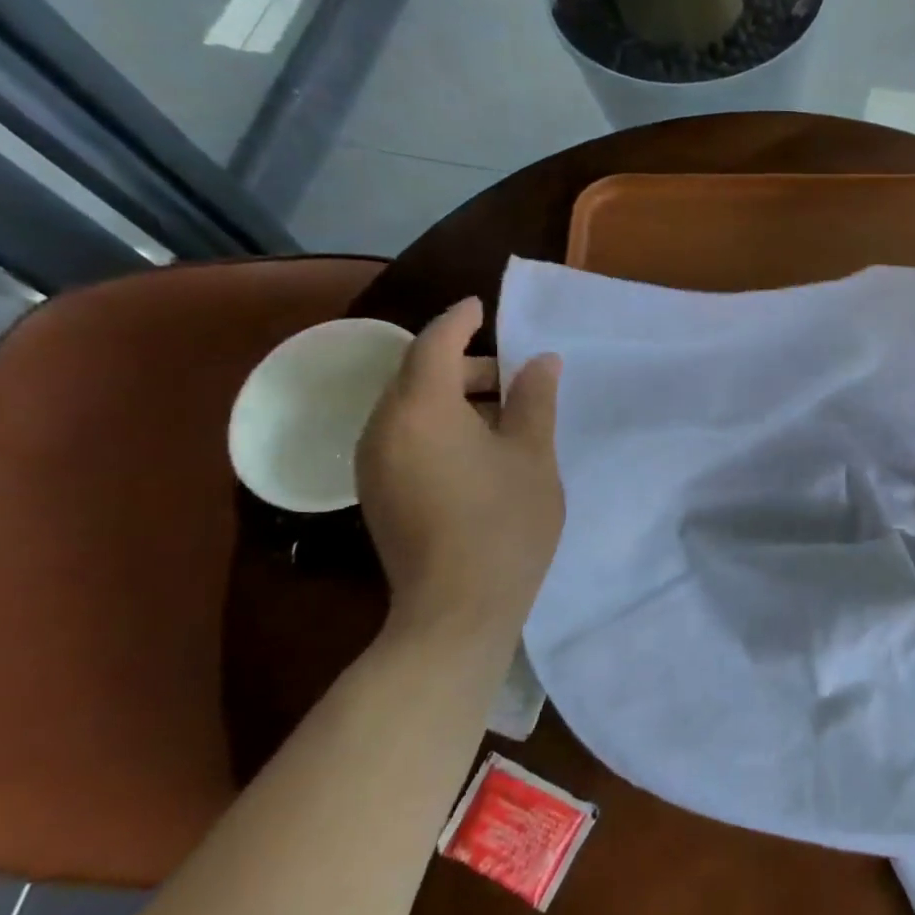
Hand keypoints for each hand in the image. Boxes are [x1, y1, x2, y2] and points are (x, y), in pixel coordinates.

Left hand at [356, 297, 563, 632]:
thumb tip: (541, 361)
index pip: (434, 343)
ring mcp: (373, 463)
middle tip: (514, 376)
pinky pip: (404, 436)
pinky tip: (477, 449)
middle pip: (418, 375)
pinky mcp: (377, 492)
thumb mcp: (532, 455)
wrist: (457, 609)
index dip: (461, 320)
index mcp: (421, 409)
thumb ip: (534, 400)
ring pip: (409, 408)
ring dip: (452, 398)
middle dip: (464, 365)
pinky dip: (437, 425)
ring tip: (502, 415)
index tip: (483, 306)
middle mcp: (383, 427)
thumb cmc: (504, 523)